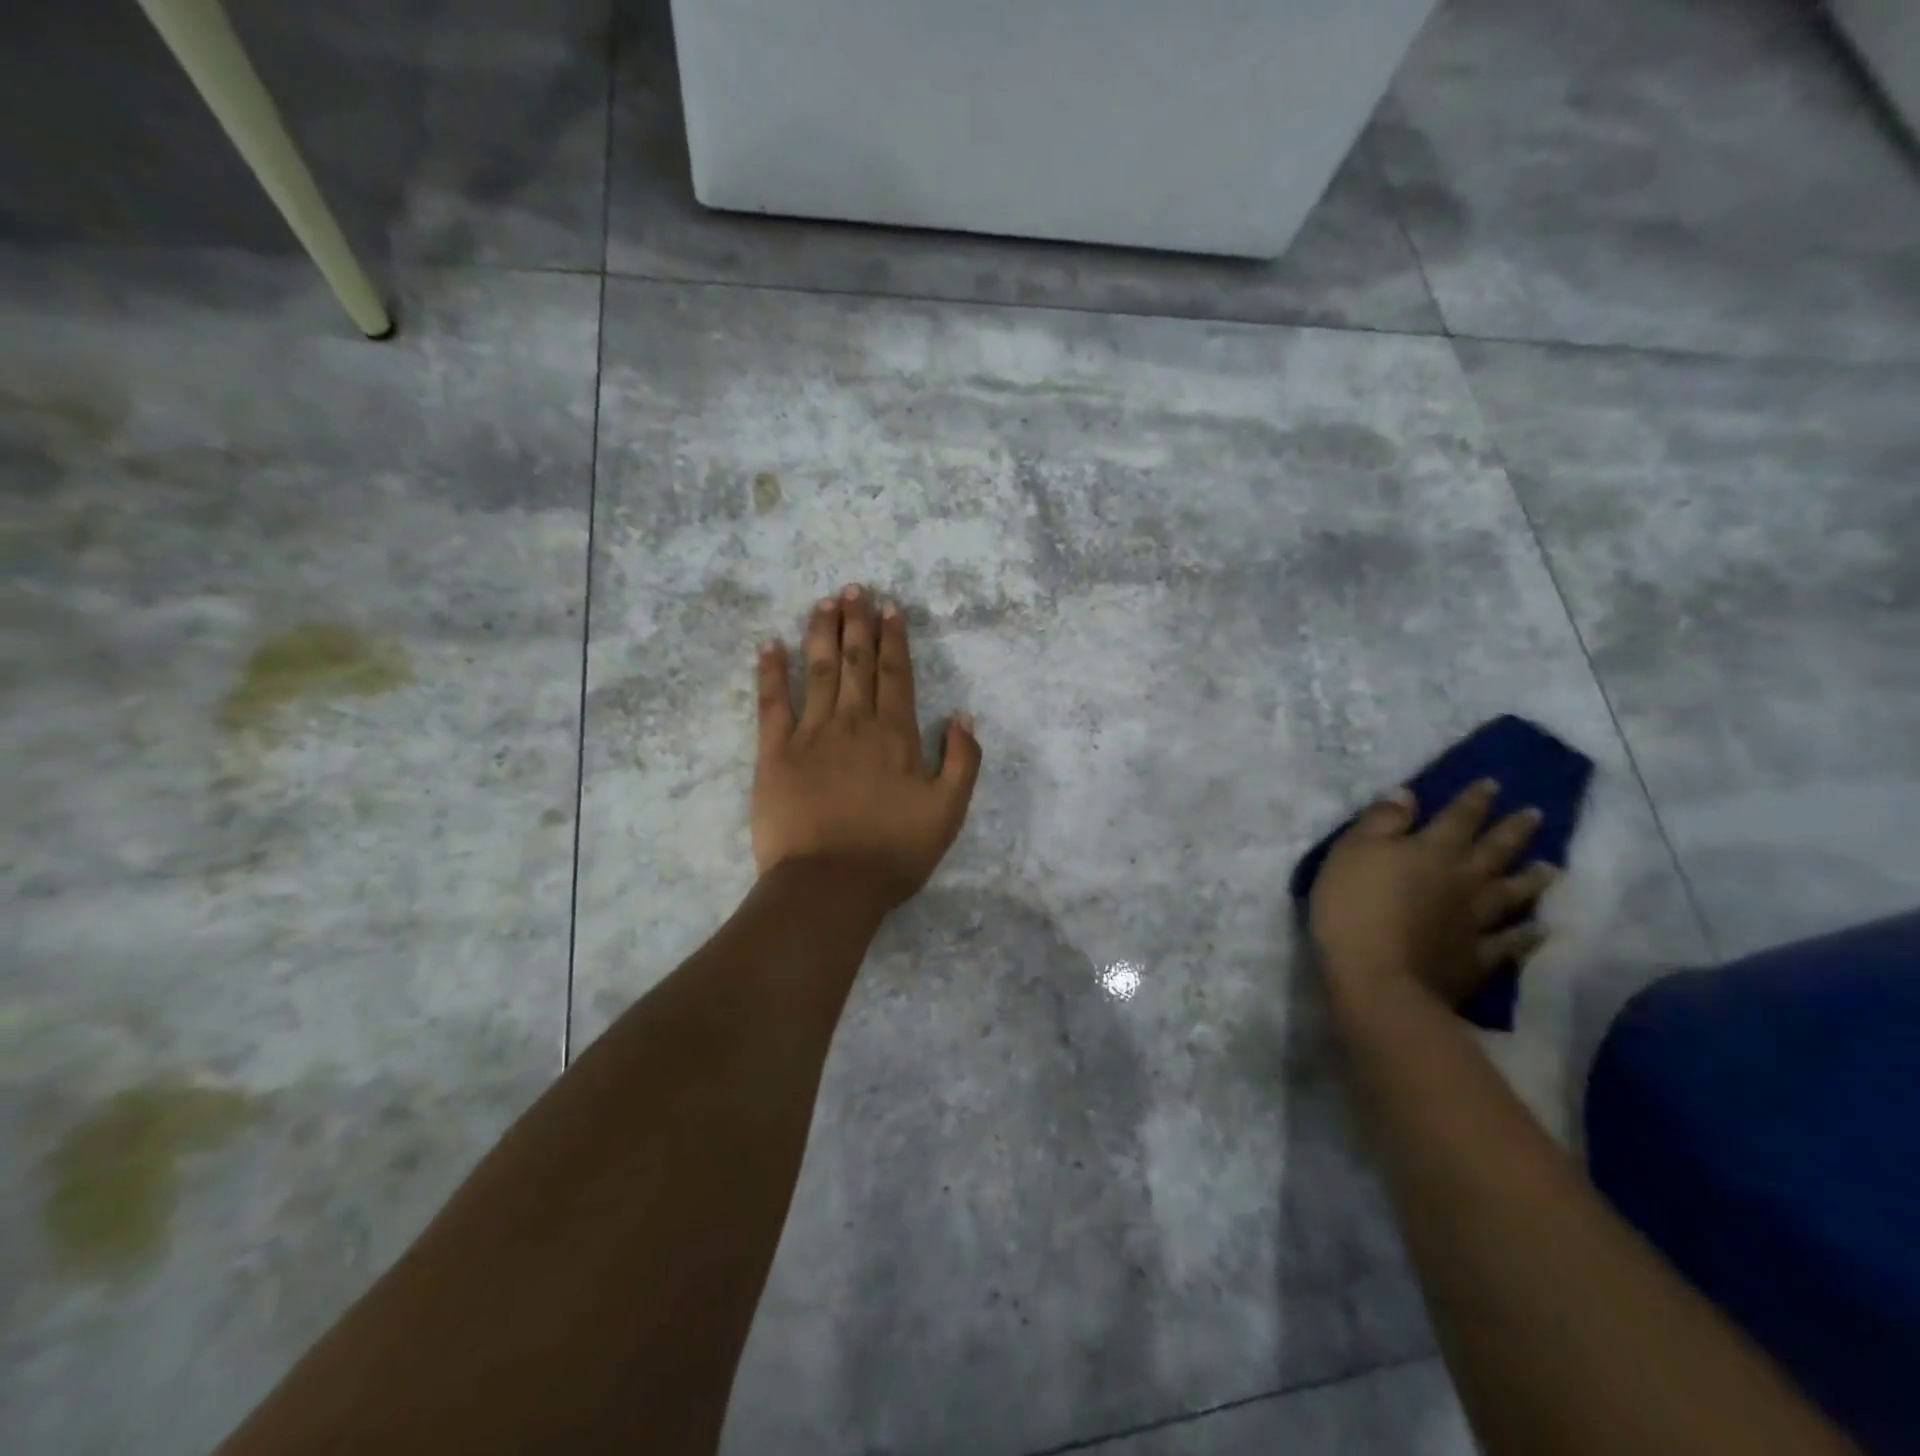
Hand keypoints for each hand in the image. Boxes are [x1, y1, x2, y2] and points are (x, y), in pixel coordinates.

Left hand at [751, 586, 981, 908]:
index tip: (890, 608)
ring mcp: (810, 735)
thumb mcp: (949, 812)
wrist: (830, 885)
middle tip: (854, 589)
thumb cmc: (894, 851)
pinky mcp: (774, 753)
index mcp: (895, 735)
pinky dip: (770, 672)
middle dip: (857, 623)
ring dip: (821, 633)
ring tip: (823, 602)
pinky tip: (770, 645)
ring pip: (818, 671)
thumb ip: (963, 761)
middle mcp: (853, 723)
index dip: (893, 639)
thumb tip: (962, 716)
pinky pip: (771, 703)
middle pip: (856, 662)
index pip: (895, 674)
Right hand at [1307, 780, 1556, 1007]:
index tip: (1493, 784)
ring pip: (1510, 894)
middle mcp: (1461, 880)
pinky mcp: (1475, 958)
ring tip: (1551, 867)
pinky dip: (1526, 935)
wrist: (1377, 979)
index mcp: (1430, 851)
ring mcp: (1474, 922)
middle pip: (1492, 851)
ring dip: (1531, 879)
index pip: (1456, 818)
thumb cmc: (1353, 907)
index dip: (1473, 800)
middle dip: (1511, 830)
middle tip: (1535, 813)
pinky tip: (1541, 929)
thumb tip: (1407, 794)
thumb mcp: (1352, 852)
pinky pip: (1508, 943)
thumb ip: (1381, 822)